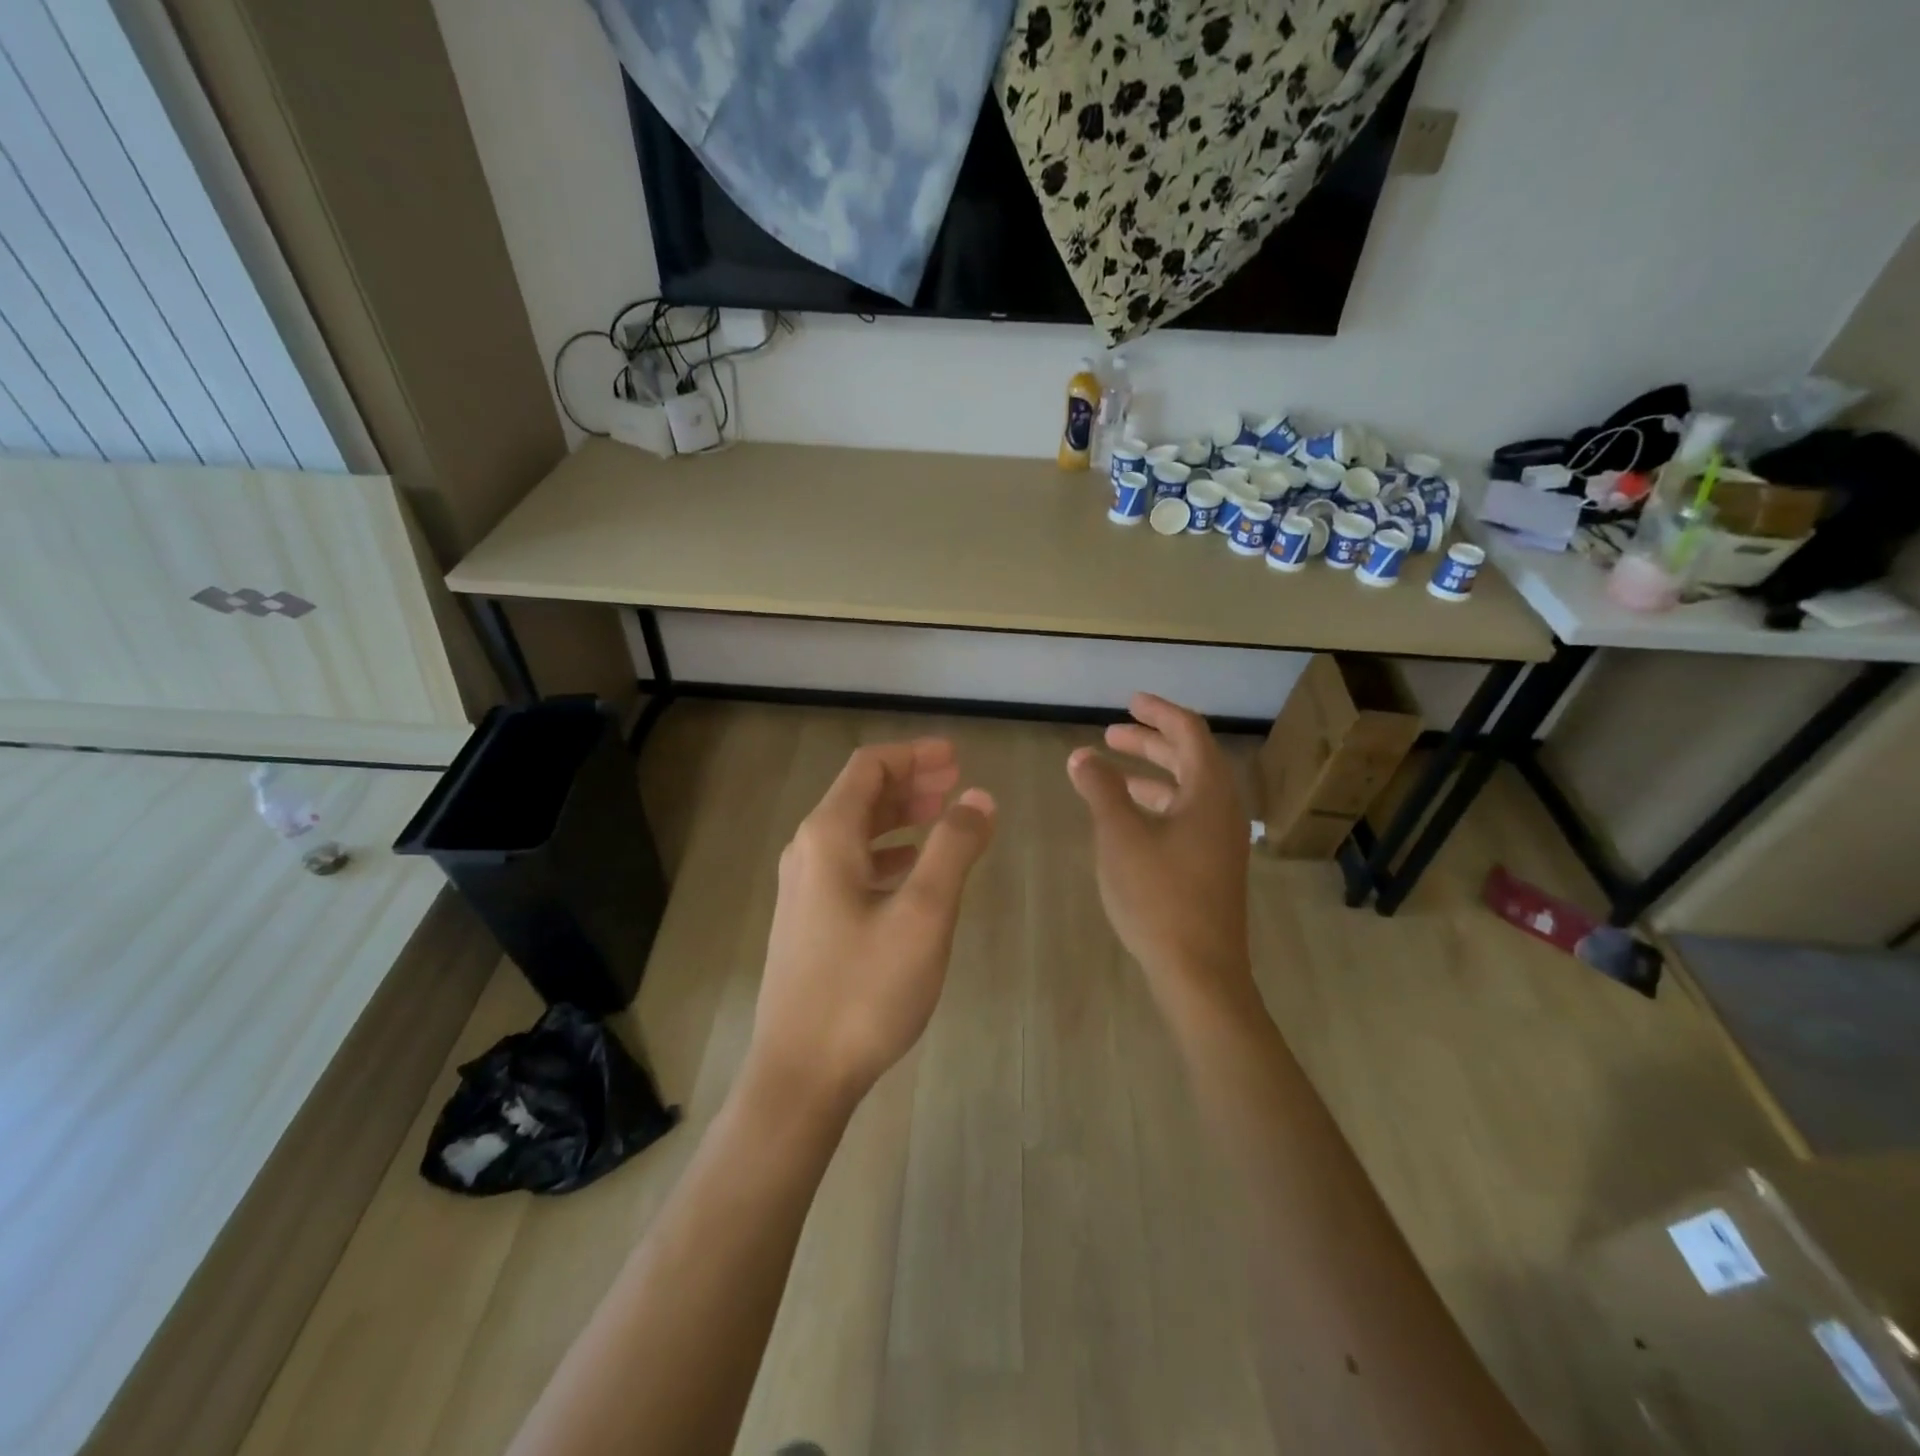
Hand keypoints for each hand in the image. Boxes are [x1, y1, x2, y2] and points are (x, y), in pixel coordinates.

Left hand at [749, 738, 995, 1113]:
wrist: (800, 1074)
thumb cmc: (865, 990)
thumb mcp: (924, 914)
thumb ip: (953, 848)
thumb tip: (978, 798)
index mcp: (828, 837)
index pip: (870, 767)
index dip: (914, 754)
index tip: (956, 757)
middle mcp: (808, 852)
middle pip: (860, 795)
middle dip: (910, 782)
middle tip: (956, 783)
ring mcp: (804, 888)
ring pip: (856, 831)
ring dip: (899, 817)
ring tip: (942, 818)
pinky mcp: (809, 920)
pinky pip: (851, 865)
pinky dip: (887, 853)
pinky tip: (913, 871)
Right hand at [1067, 694, 1253, 1006]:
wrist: (1199, 971)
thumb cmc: (1159, 896)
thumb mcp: (1120, 836)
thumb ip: (1101, 789)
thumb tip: (1082, 756)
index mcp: (1209, 792)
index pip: (1189, 731)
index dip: (1158, 711)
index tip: (1129, 702)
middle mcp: (1222, 809)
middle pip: (1189, 758)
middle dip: (1150, 742)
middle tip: (1111, 735)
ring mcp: (1220, 841)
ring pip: (1186, 790)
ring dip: (1150, 775)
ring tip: (1110, 773)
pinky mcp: (1212, 866)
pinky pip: (1185, 817)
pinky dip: (1156, 805)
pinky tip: (1126, 819)